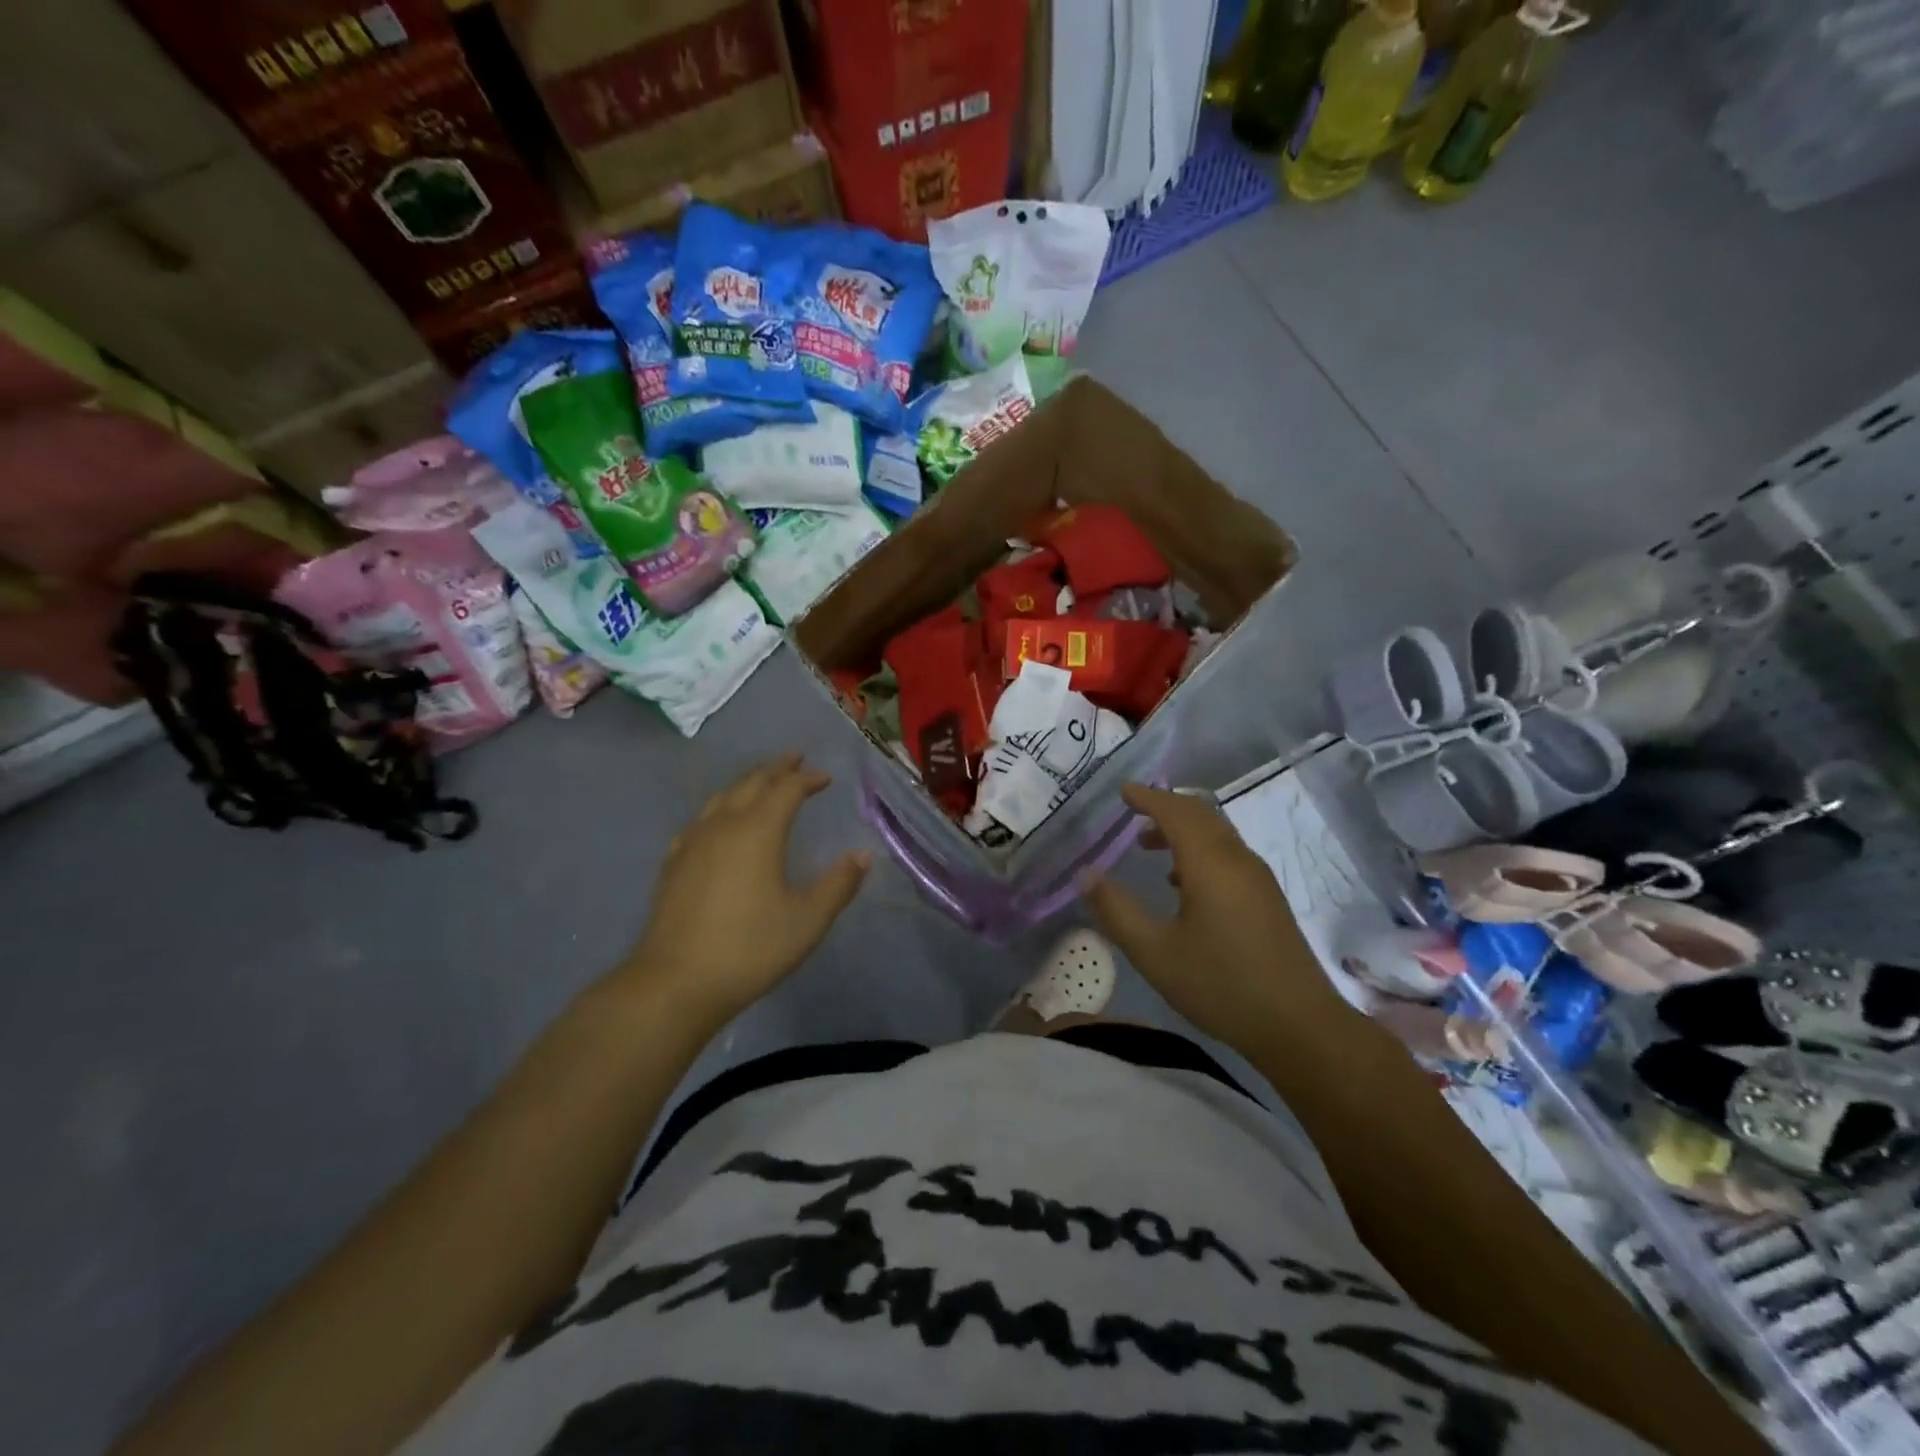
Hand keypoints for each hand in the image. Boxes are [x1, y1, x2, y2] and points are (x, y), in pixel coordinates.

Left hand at [624, 754, 869, 1024]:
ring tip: (761, 782)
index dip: (807, 779)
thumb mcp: (807, 920)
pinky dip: (719, 809)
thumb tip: (862, 855)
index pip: (786, 790)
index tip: (825, 777)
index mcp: (757, 831)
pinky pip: (700, 821)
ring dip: (747, 783)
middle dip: (776, 769)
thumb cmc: (750, 949)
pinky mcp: (673, 864)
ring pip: (722, 797)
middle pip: (751, 783)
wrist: (675, 983)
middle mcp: (723, 826)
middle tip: (795, 759)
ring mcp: (692, 843)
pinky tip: (717, 823)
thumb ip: (838, 884)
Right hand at [1080, 784, 1337, 1050]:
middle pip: (1201, 814)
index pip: (1176, 812)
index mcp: (1210, 864)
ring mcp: (1258, 878)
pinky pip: (1228, 854)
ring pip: (1217, 834)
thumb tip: (1086, 874)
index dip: (1148, 797)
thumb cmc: (1221, 985)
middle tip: (1133, 812)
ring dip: (1182, 829)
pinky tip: (1182, 883)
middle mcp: (1237, 860)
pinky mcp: (1267, 898)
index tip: (1123, 791)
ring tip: (1149, 846)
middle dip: (1165, 807)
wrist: (1299, 1025)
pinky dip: (1200, 849)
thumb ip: (1116, 910)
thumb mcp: (1155, 953)